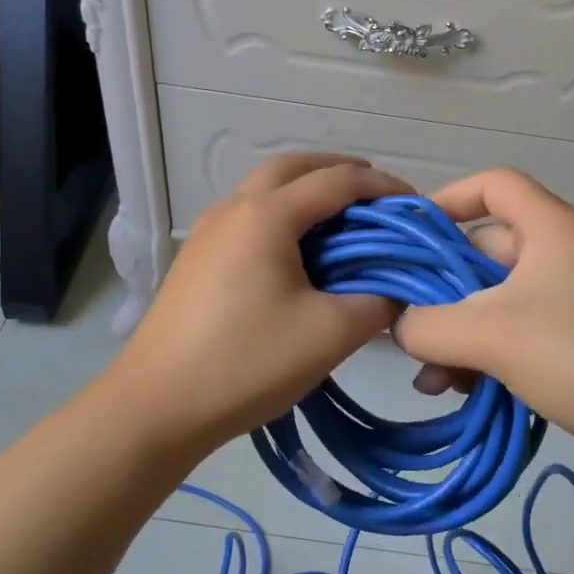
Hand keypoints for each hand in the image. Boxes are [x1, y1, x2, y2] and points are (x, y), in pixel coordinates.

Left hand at [105, 154, 412, 454]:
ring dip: (307, 192)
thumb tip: (398, 290)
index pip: (338, 180)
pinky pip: (248, 216)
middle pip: (294, 167)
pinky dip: (282, 215)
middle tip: (376, 201)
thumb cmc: (247, 363)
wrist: (157, 405)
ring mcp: (208, 230)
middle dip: (340, 173)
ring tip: (343, 224)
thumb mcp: (329, 334)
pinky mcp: (197, 257)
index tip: (416, 206)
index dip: (382, 187)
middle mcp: (234, 207)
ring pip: (266, 189)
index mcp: (267, 214)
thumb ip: (377, 303)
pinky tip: (299, 255)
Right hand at [393, 169, 573, 467]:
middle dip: (442, 289)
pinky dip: (491, 353)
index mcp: (551, 228)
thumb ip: (428, 325)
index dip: (448, 199)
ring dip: (461, 332)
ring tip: (433, 378)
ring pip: (501, 300)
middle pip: (488, 250)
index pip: (494, 184)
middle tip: (408, 325)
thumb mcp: (491, 336)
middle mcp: (566, 252)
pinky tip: (465, 391)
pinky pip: (524, 331)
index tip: (411, 235)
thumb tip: (397, 325)